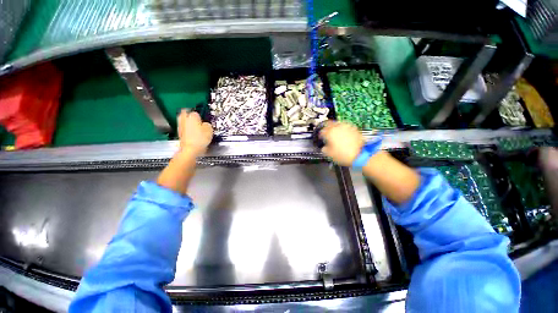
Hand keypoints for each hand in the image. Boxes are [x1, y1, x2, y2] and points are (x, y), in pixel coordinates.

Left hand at [177, 110, 212, 155]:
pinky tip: (194, 135)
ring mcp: (180, 127)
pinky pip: (184, 129)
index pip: (196, 112)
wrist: (190, 150)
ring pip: (184, 121)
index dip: (200, 115)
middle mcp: (184, 120)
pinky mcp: (180, 134)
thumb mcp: (209, 129)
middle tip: (197, 119)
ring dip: (188, 123)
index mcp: (192, 116)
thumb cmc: (199, 139)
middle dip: (190, 116)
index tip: (204, 118)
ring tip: (196, 127)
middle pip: (185, 113)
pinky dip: (188, 130)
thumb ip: (207, 124)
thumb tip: (206, 124)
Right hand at [320, 121, 363, 165]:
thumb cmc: (344, 154)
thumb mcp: (329, 154)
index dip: (320, 134)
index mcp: (329, 132)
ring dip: (335, 127)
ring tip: (335, 133)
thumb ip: (324, 149)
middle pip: (329, 123)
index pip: (322, 131)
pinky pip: (346, 126)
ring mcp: (346, 126)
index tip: (321, 137)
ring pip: (338, 123)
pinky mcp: (354, 128)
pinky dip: (343, 129)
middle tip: (326, 132)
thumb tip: (324, 148)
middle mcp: (337, 127)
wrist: (360, 155)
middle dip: (327, 127)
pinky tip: (343, 134)